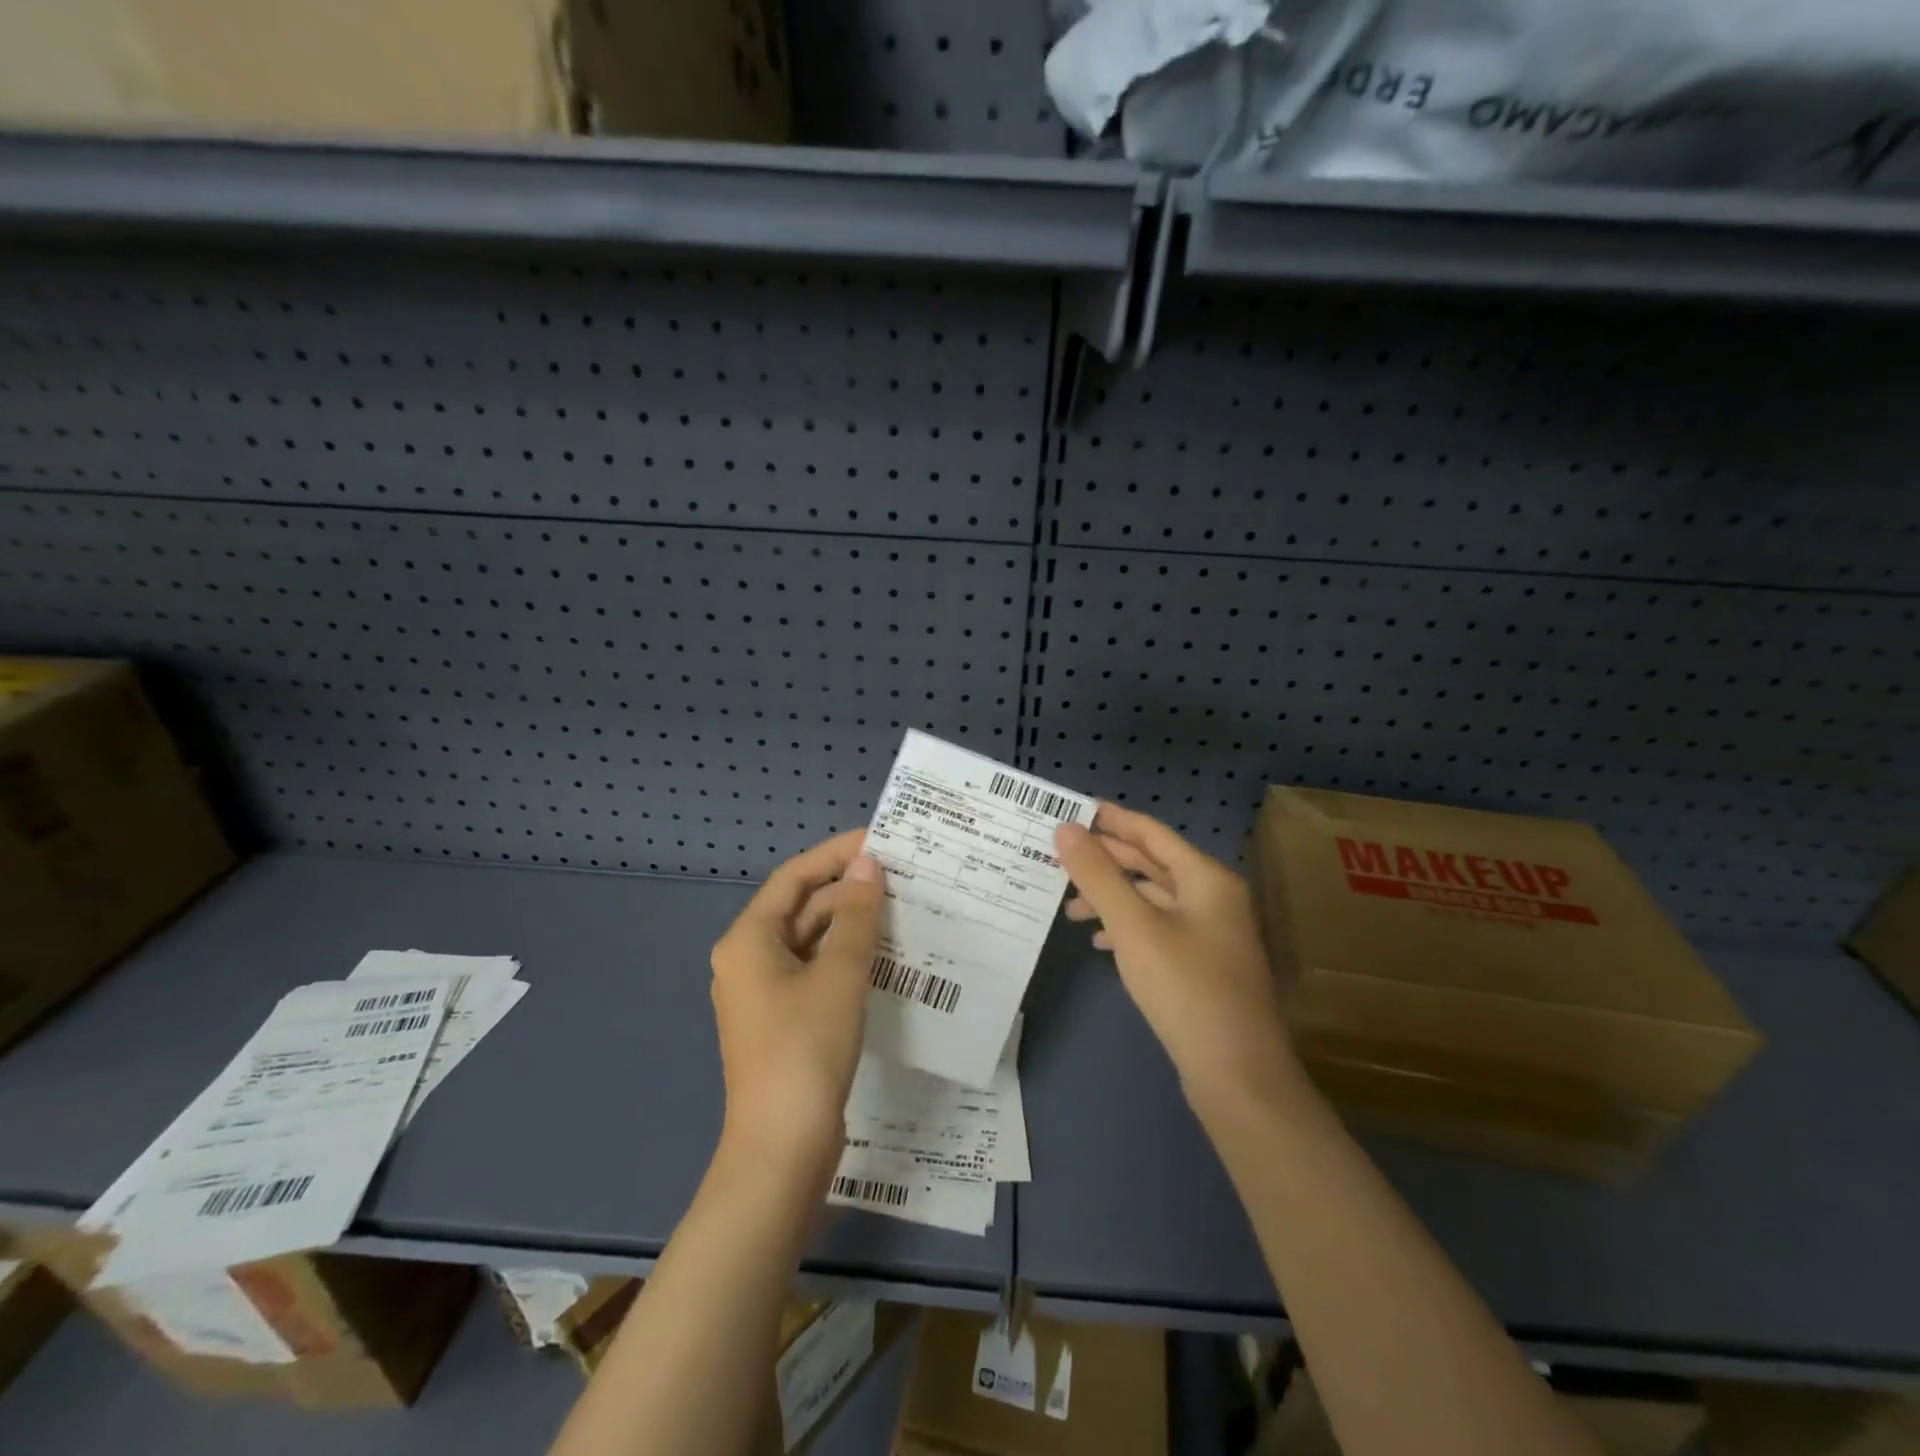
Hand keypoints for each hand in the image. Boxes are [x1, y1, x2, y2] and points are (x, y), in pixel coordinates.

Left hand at [710, 830, 883, 1176]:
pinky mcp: (783, 1021)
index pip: (795, 877)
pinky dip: (845, 957)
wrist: (782, 1149)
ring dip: (850, 924)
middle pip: (801, 908)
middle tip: (900, 876)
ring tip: (900, 908)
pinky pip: (815, 971)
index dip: (835, 854)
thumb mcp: (838, 975)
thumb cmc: (805, 1050)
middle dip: (847, 890)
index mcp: (748, 940)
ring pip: (810, 941)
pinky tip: (883, 955)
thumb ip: (856, 916)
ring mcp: (764, 993)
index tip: (879, 840)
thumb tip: (868, 866)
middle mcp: (748, 959)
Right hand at [1055, 803, 1301, 1115]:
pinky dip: (1128, 928)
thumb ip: (1098, 875)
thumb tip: (1066, 829)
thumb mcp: (1133, 927)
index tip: (1073, 810)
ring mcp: (1212, 934)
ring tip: (1070, 908)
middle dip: (1107, 861)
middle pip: (1153, 864)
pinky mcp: (1204, 966)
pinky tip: (1100, 942)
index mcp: (1206, 879)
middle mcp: (1214, 898)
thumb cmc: (1186, 988)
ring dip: (1113, 898)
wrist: (1237, 1075)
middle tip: (1061, 856)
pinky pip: (1160, 930)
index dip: (1112, 819)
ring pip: (1154, 900)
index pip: (1152, 833)